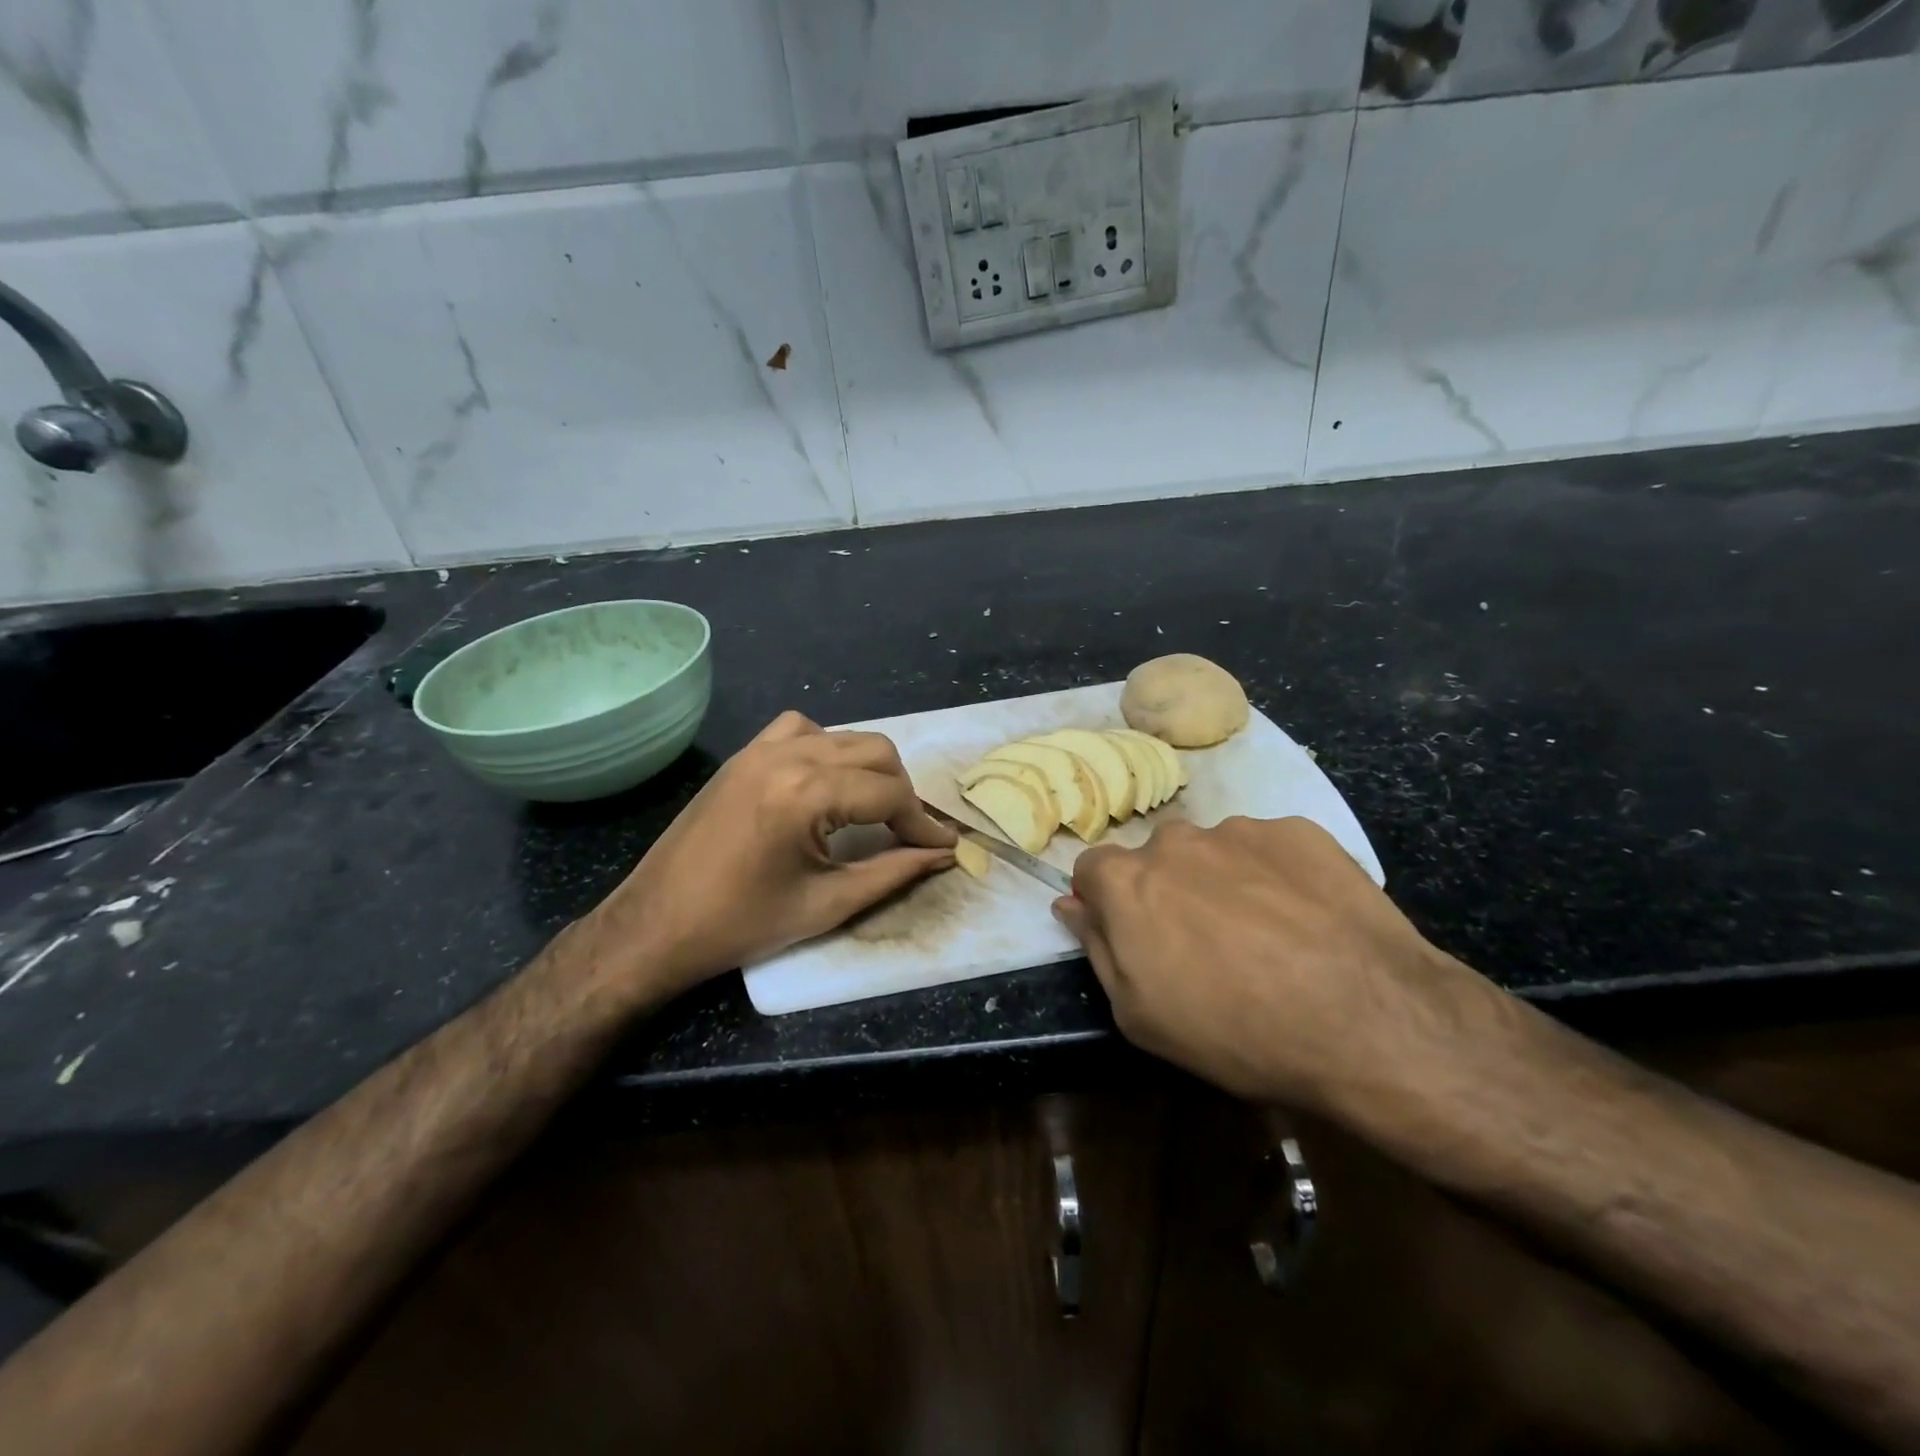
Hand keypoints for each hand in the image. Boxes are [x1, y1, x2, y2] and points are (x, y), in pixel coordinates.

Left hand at [593, 711, 956, 998]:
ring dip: (868, 768)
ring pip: (843, 736)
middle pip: (875, 751)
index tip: (941, 846)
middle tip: (907, 833)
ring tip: (871, 809)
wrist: (656, 925)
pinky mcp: (743, 756)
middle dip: (901, 791)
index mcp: (807, 794)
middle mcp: (787, 756)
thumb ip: (894, 871)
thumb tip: (941, 853)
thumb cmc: (741, 924)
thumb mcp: (828, 903)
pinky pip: (800, 730)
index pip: (889, 792)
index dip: (922, 821)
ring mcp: (760, 750)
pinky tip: (824, 783)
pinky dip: (827, 748)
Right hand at [1054, 816, 1478, 1109]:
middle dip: (1168, 890)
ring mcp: (1240, 829)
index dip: (1107, 902)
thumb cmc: (1235, 1031)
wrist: (1366, 1021)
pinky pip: (1270, 848)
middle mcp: (1176, 841)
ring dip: (1223, 881)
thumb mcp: (1140, 1016)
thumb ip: (1096, 948)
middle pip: (1156, 858)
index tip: (1134, 935)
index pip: (1091, 869)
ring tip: (1267, 935)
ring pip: (1214, 851)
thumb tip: (1070, 905)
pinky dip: (1276, 875)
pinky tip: (1307, 921)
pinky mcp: (1300, 831)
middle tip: (1206, 944)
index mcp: (1128, 881)